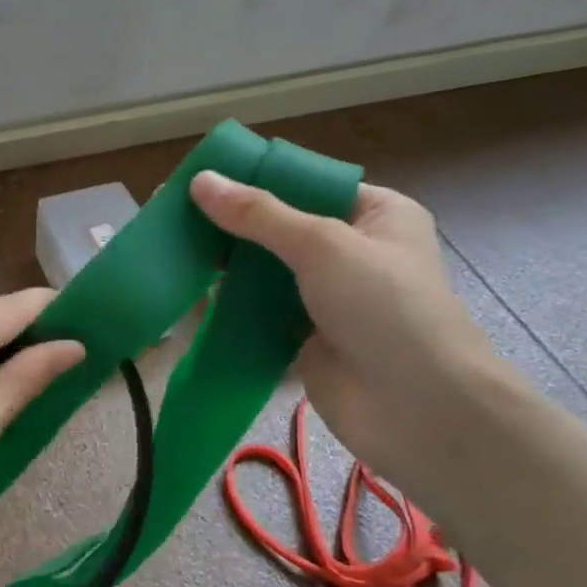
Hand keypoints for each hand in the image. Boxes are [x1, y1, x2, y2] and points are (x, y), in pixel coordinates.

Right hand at [191, 170, 509, 487]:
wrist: (416, 409)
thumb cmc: (384, 306)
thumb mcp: (322, 245)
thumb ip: (259, 215)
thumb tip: (201, 181)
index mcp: (375, 215)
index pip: (307, 186)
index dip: (256, 179)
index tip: (202, 178)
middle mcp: (351, 252)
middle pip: (279, 229)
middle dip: (230, 224)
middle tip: (172, 213)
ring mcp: (326, 299)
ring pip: (264, 273)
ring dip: (223, 266)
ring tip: (169, 249)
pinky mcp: (303, 339)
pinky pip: (258, 313)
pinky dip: (227, 306)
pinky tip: (187, 294)